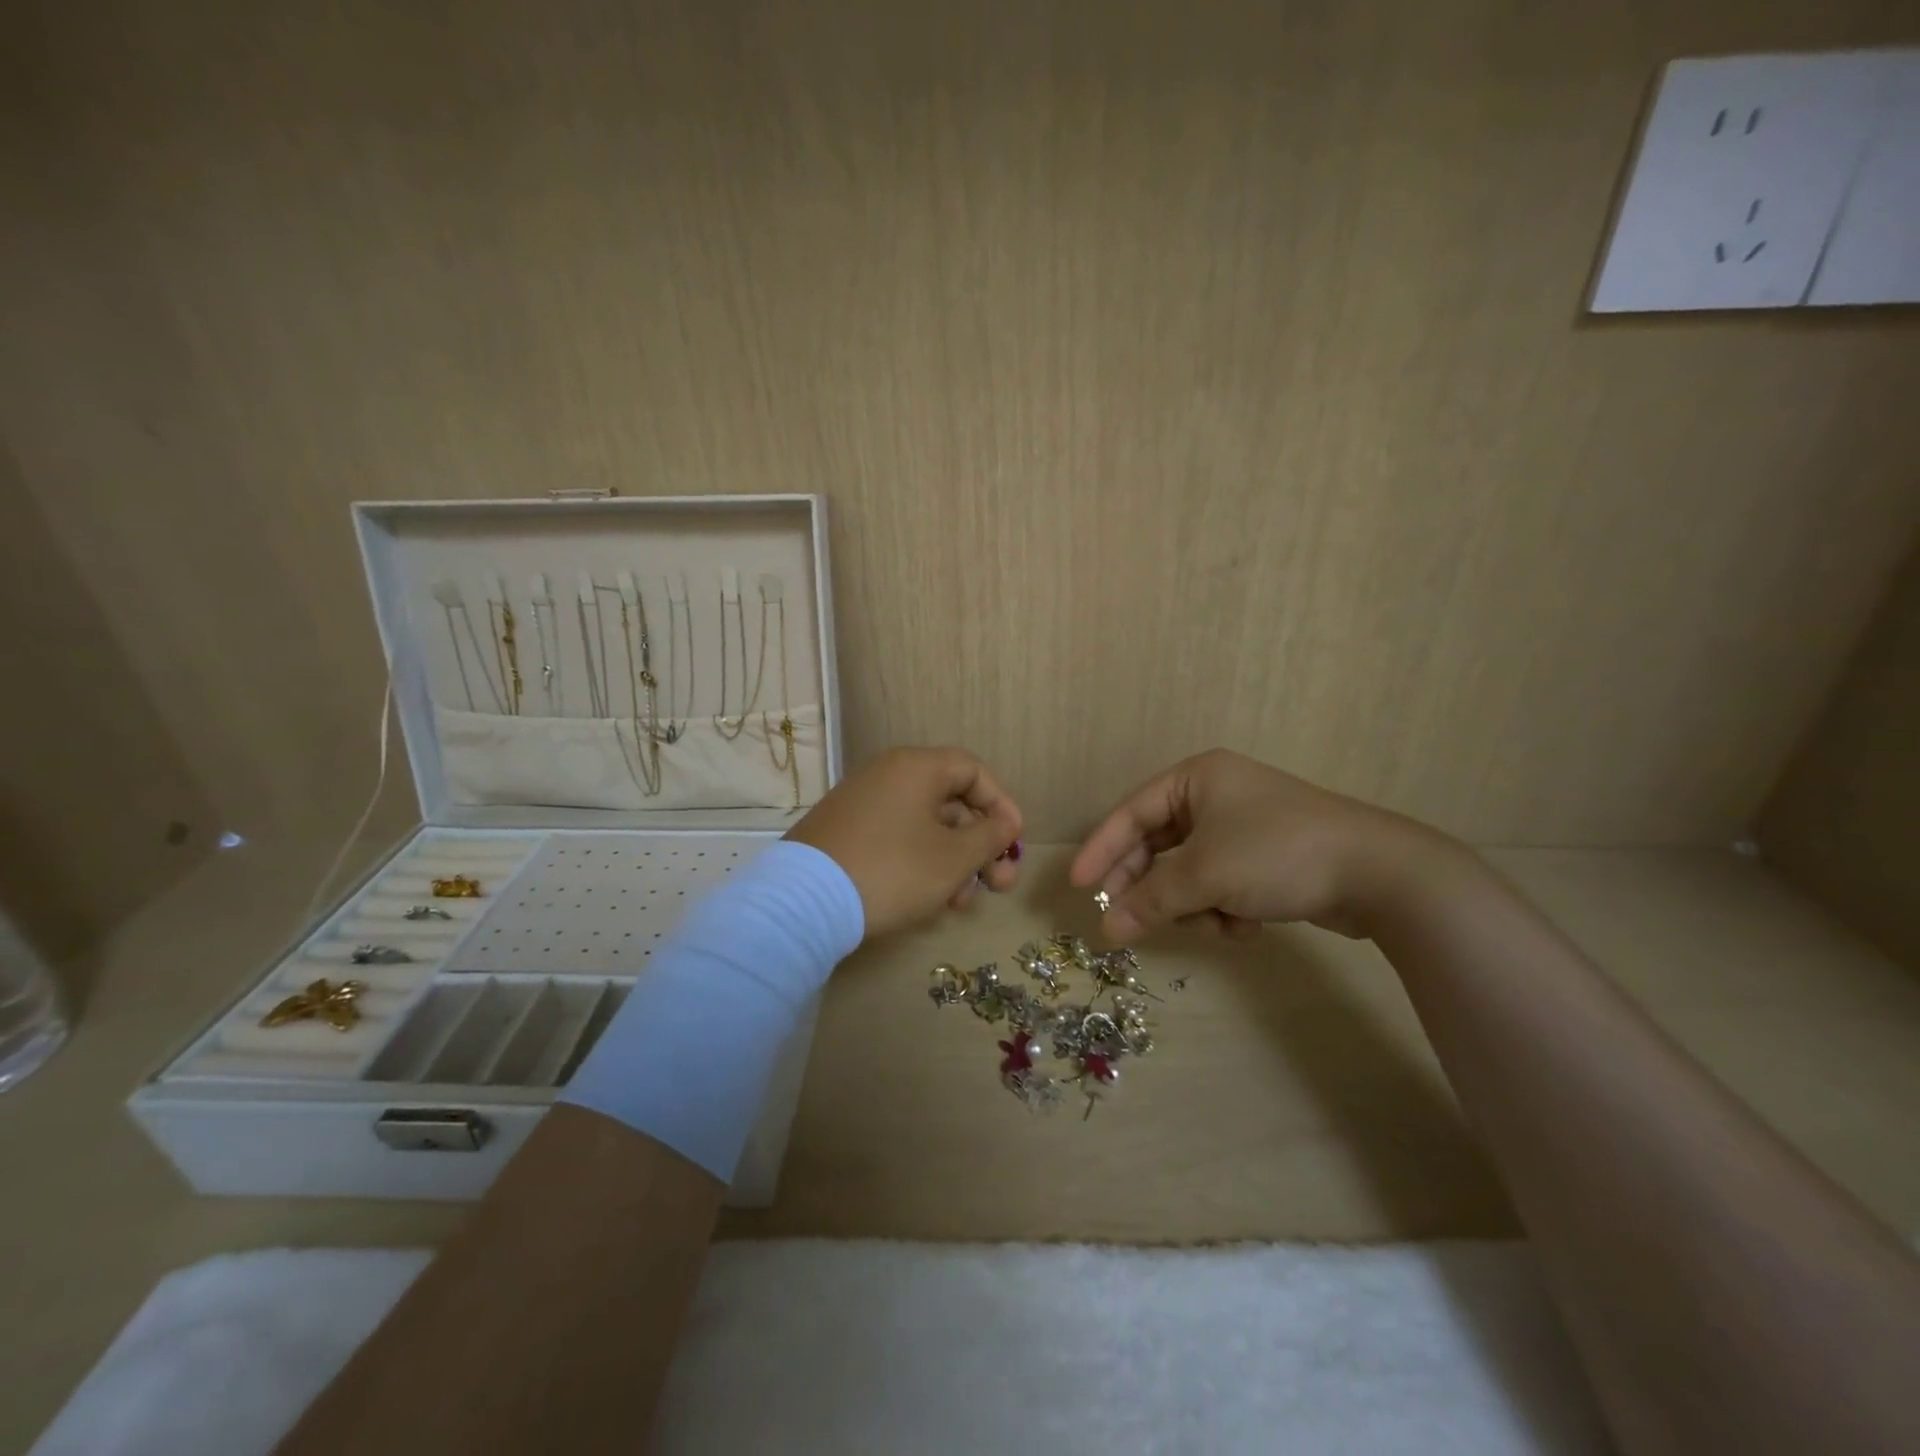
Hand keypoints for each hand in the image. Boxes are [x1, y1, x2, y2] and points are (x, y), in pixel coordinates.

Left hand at [787, 746, 1023, 938]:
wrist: (803, 902)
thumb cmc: (893, 871)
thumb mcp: (953, 858)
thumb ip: (989, 836)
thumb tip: (1005, 822)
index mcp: (916, 768)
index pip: (973, 771)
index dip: (1001, 805)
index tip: (1014, 842)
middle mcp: (887, 775)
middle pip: (950, 803)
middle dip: (980, 846)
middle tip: (998, 886)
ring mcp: (861, 804)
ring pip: (924, 826)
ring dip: (953, 862)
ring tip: (960, 904)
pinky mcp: (844, 832)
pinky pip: (896, 838)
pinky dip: (920, 863)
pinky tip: (928, 900)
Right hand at [1069, 749, 1460, 943]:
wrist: (1377, 873)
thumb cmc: (1276, 853)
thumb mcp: (1204, 874)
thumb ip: (1149, 900)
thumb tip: (1105, 929)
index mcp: (1196, 778)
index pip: (1130, 813)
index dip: (1101, 850)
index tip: (1077, 885)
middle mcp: (1215, 796)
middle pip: (1158, 846)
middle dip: (1149, 888)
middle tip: (1124, 924)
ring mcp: (1242, 827)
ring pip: (1188, 873)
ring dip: (1193, 904)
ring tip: (1215, 923)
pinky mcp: (1265, 859)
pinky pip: (1219, 884)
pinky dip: (1224, 908)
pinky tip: (1247, 924)